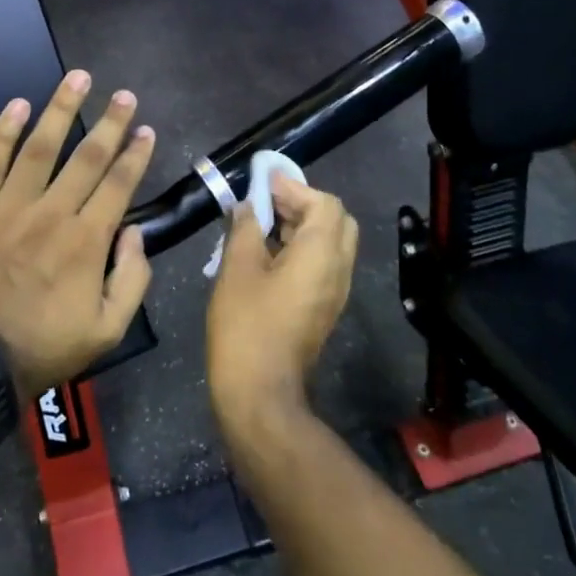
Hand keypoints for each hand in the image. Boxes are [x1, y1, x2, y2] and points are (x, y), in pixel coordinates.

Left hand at [0, 70, 155, 400]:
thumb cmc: (45, 346)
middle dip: (110, 123)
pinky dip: (4, 132)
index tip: (146, 129)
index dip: (136, 154)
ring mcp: (10, 208)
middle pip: (87, 158)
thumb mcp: (108, 329)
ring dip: (62, 110)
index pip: (119, 185)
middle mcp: (52, 214)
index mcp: (87, 241)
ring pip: (41, 148)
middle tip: (124, 94)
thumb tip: (135, 234)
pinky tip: (18, 105)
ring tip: (78, 78)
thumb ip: (132, 279)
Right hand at [206, 176, 358, 425]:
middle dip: (303, 204)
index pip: (324, 203)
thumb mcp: (237, 270)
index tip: (263, 181)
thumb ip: (244, 230)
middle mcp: (338, 270)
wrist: (259, 393)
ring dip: (301, 225)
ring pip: (330, 243)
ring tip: (260, 223)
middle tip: (266, 202)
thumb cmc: (245, 327)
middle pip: (335, 220)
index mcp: (322, 255)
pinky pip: (322, 265)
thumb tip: (246, 208)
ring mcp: (334, 293)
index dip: (295, 187)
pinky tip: (267, 253)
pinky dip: (301, 248)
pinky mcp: (323, 309)